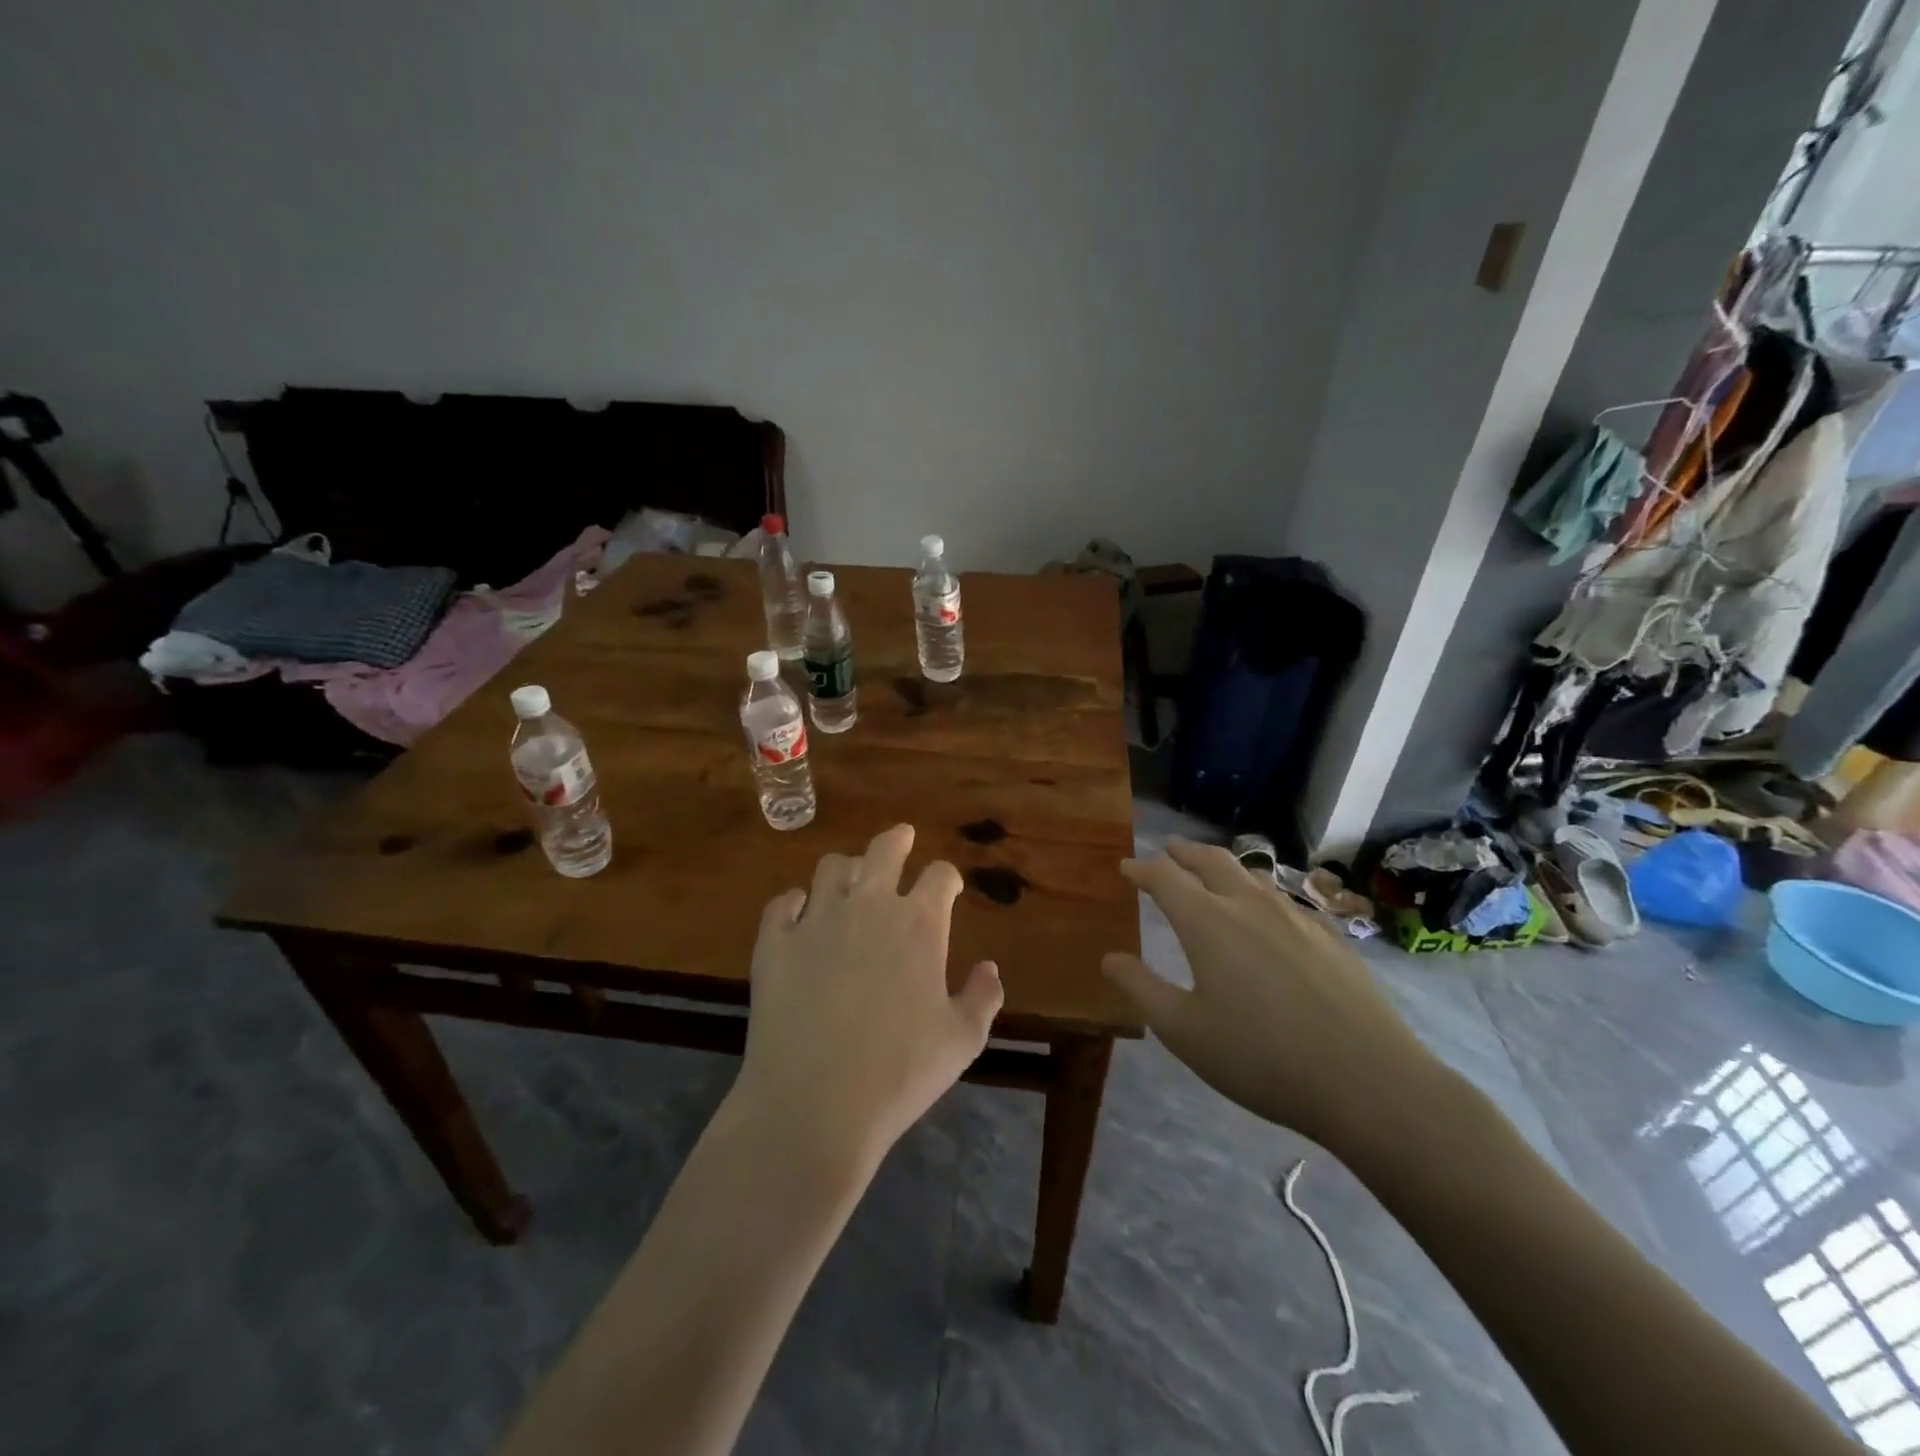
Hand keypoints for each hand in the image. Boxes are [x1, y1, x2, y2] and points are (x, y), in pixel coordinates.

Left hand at [732, 824, 1003, 1173]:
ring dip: (846, 869)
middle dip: (897, 840)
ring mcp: (816, 919)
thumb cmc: (900, 1073)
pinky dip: (793, 903)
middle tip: (902, 838)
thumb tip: (990, 968)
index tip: (948, 886)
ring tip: (850, 879)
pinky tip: (798, 913)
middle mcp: (869, 906)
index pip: (939, 875)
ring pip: (831, 868)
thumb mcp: (962, 1041)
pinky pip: (782, 903)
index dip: (946, 876)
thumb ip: (983, 997)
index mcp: (919, 923)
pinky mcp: (774, 942)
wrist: (815, 1103)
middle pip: (884, 850)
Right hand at [1101, 839, 1442, 1154]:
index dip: (1141, 869)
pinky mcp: (1330, 936)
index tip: (1126, 868)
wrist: (1369, 1081)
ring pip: (1251, 875)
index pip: (1165, 878)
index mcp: (1207, 922)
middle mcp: (1249, 905)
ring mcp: (1295, 916)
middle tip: (1168, 851)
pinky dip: (1260, 893)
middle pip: (1211, 860)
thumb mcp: (1184, 1031)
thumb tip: (1110, 958)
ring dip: (1223, 868)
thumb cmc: (1261, 1058)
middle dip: (1183, 852)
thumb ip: (1141, 989)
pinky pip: (1285, 899)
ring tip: (1212, 875)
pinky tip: (1268, 915)